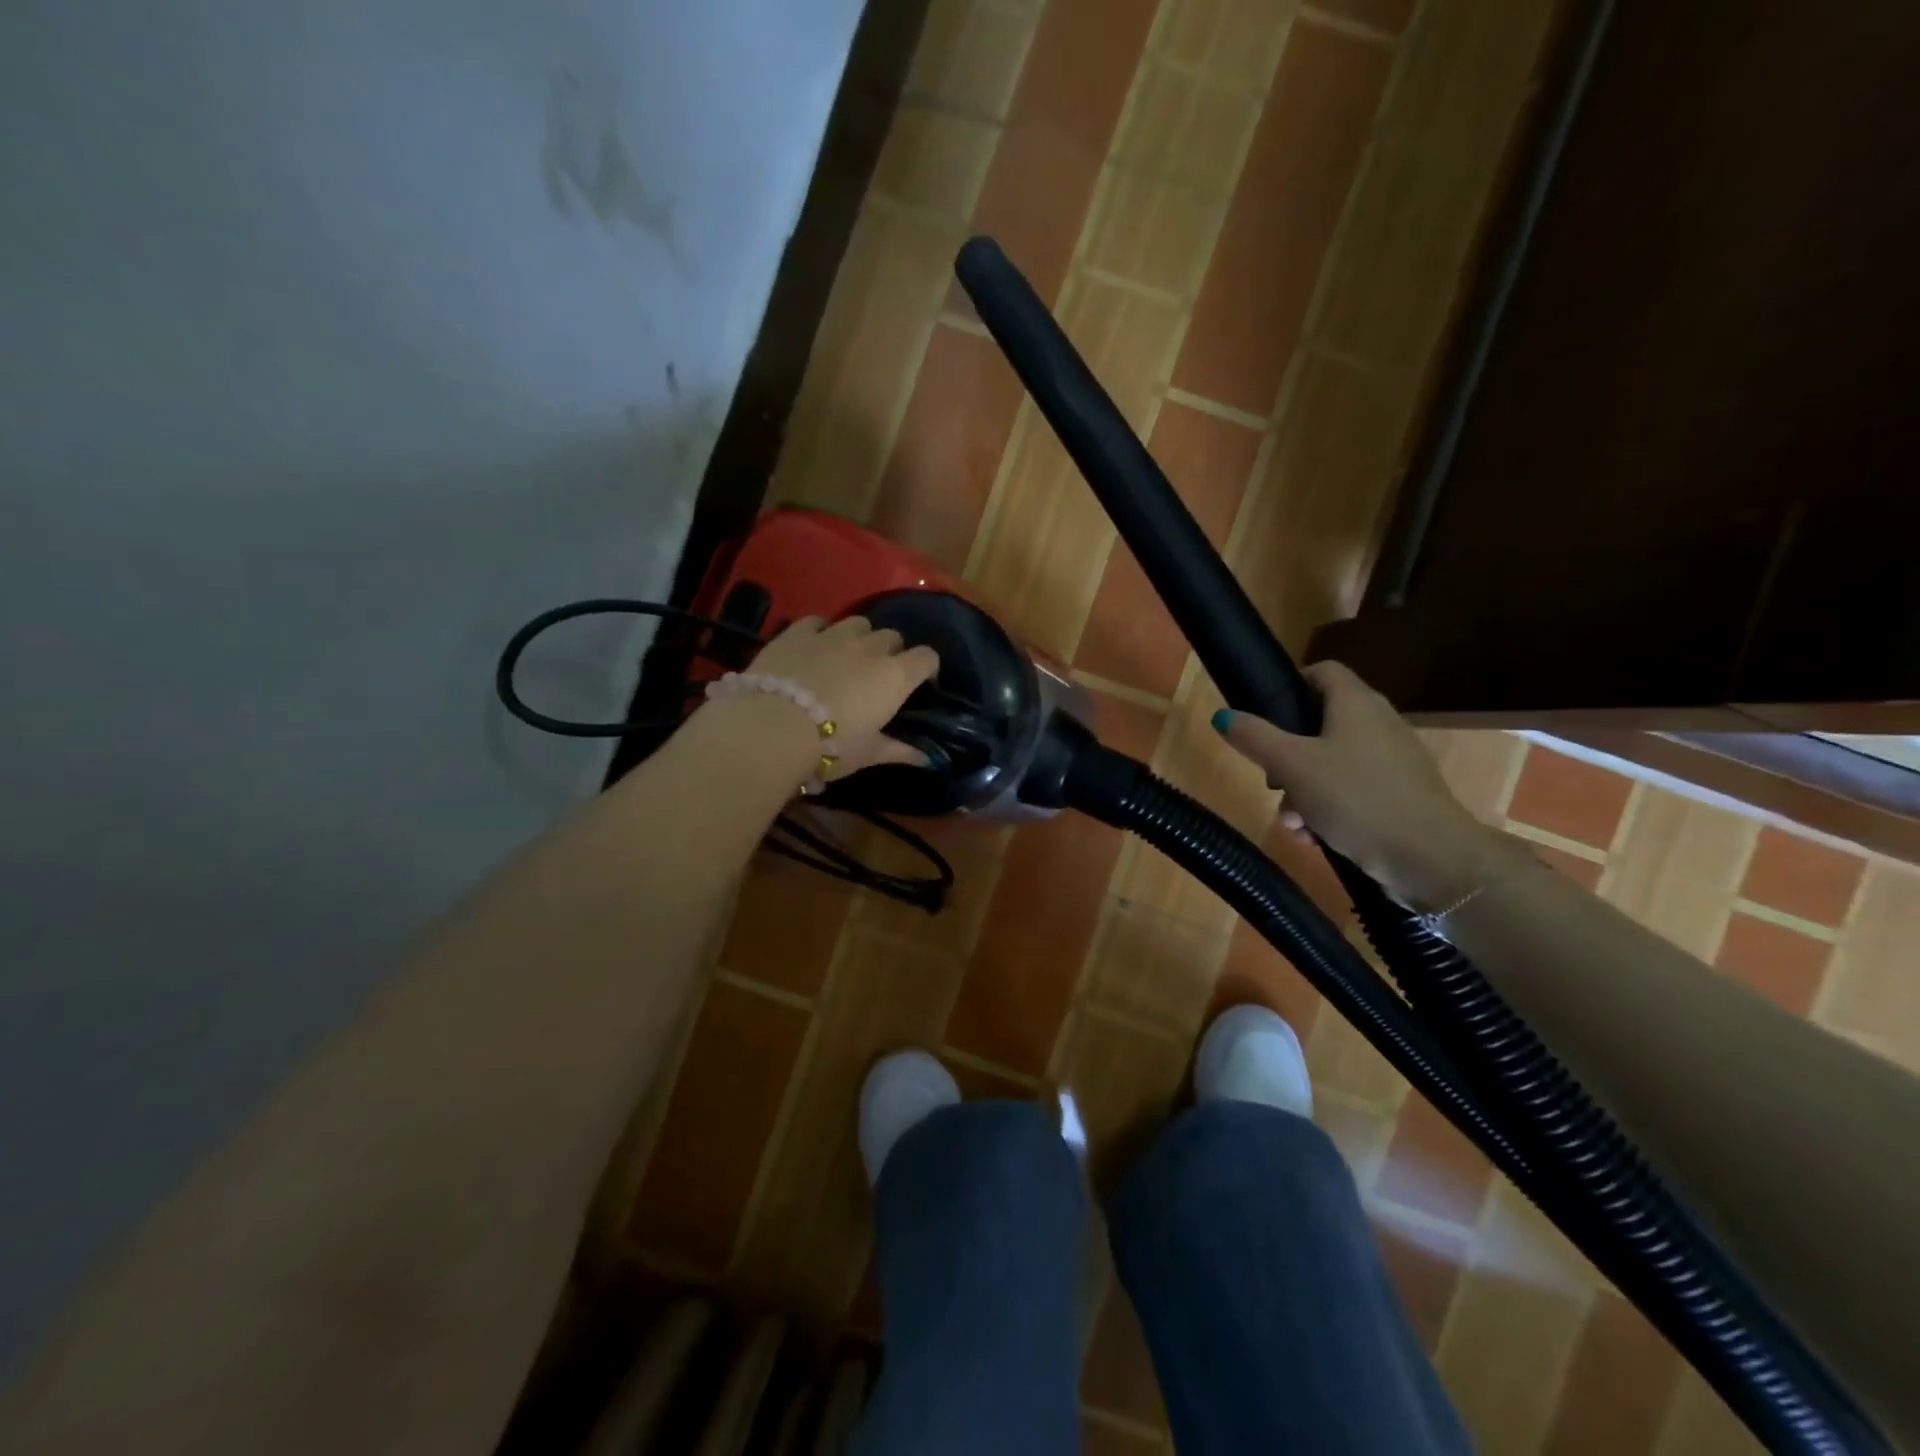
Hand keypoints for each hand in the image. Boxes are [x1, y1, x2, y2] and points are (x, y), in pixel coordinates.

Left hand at [743, 615, 940, 777]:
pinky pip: (818, 621)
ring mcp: (834, 635)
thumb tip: (927, 760)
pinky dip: (822, 631)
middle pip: (892, 637)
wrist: (773, 729)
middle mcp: (870, 648)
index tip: (920, 682)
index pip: (926, 658)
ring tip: (848, 656)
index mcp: (895, 677)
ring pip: (859, 622)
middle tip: (878, 675)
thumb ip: (899, 751)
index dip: (926, 667)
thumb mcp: (868, 754)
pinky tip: (814, 646)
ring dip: (859, 636)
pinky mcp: (799, 632)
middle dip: (891, 651)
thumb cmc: (831, 747)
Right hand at [1214, 661, 1509, 908]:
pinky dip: (1329, 809)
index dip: (1290, 685)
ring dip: (1302, 791)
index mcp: (1355, 704)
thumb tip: (1224, 715)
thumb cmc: (1356, 798)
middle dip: (1286, 757)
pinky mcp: (1400, 795)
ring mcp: (1393, 761)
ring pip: (1331, 764)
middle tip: (1272, 784)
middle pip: (1319, 725)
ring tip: (1292, 824)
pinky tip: (1316, 838)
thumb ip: (1255, 737)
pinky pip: (1352, 791)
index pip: (1321, 671)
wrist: (1430, 857)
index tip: (1264, 717)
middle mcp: (1378, 723)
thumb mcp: (1292, 765)